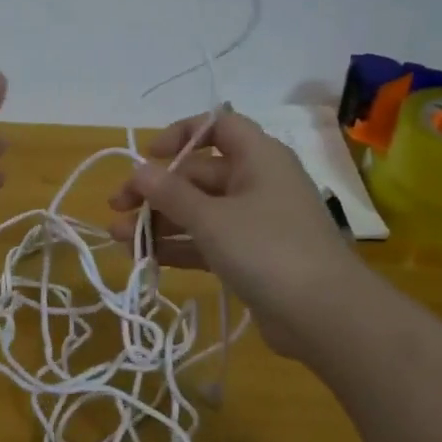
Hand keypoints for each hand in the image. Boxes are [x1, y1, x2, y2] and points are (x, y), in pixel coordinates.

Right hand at [108, 110, 358, 360]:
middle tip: (117, 208)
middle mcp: (257, 183)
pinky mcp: (252, 257)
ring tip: (119, 238)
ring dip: (159, 221)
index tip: (148, 157)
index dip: (181, 134)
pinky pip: (208, 241)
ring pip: (199, 211)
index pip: (218, 126)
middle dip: (155, 190)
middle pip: (198, 174)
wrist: (324, 315)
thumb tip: (139, 170)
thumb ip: (170, 193)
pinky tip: (145, 258)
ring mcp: (256, 222)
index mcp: (258, 158)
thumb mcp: (211, 218)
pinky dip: (179, 245)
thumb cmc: (267, 249)